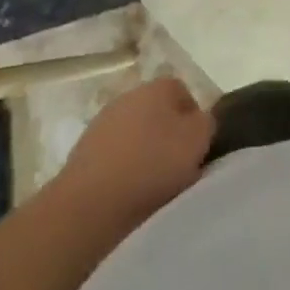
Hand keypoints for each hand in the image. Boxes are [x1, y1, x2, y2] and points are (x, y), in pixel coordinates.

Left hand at [59, 77, 214, 220]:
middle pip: (158, 112)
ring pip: (135, 133)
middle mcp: (128, 96)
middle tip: (178, 166)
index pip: (184, 92)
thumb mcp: (198, 141)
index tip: (197, 147)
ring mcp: (102, 122)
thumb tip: (199, 121)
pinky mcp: (84, 151)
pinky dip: (123, 168)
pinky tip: (127, 191)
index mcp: (157, 87)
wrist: (90, 202)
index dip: (194, 119)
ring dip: (144, 152)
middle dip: (168, 135)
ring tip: (152, 183)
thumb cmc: (152, 164)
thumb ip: (206, 123)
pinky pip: (115, 155)